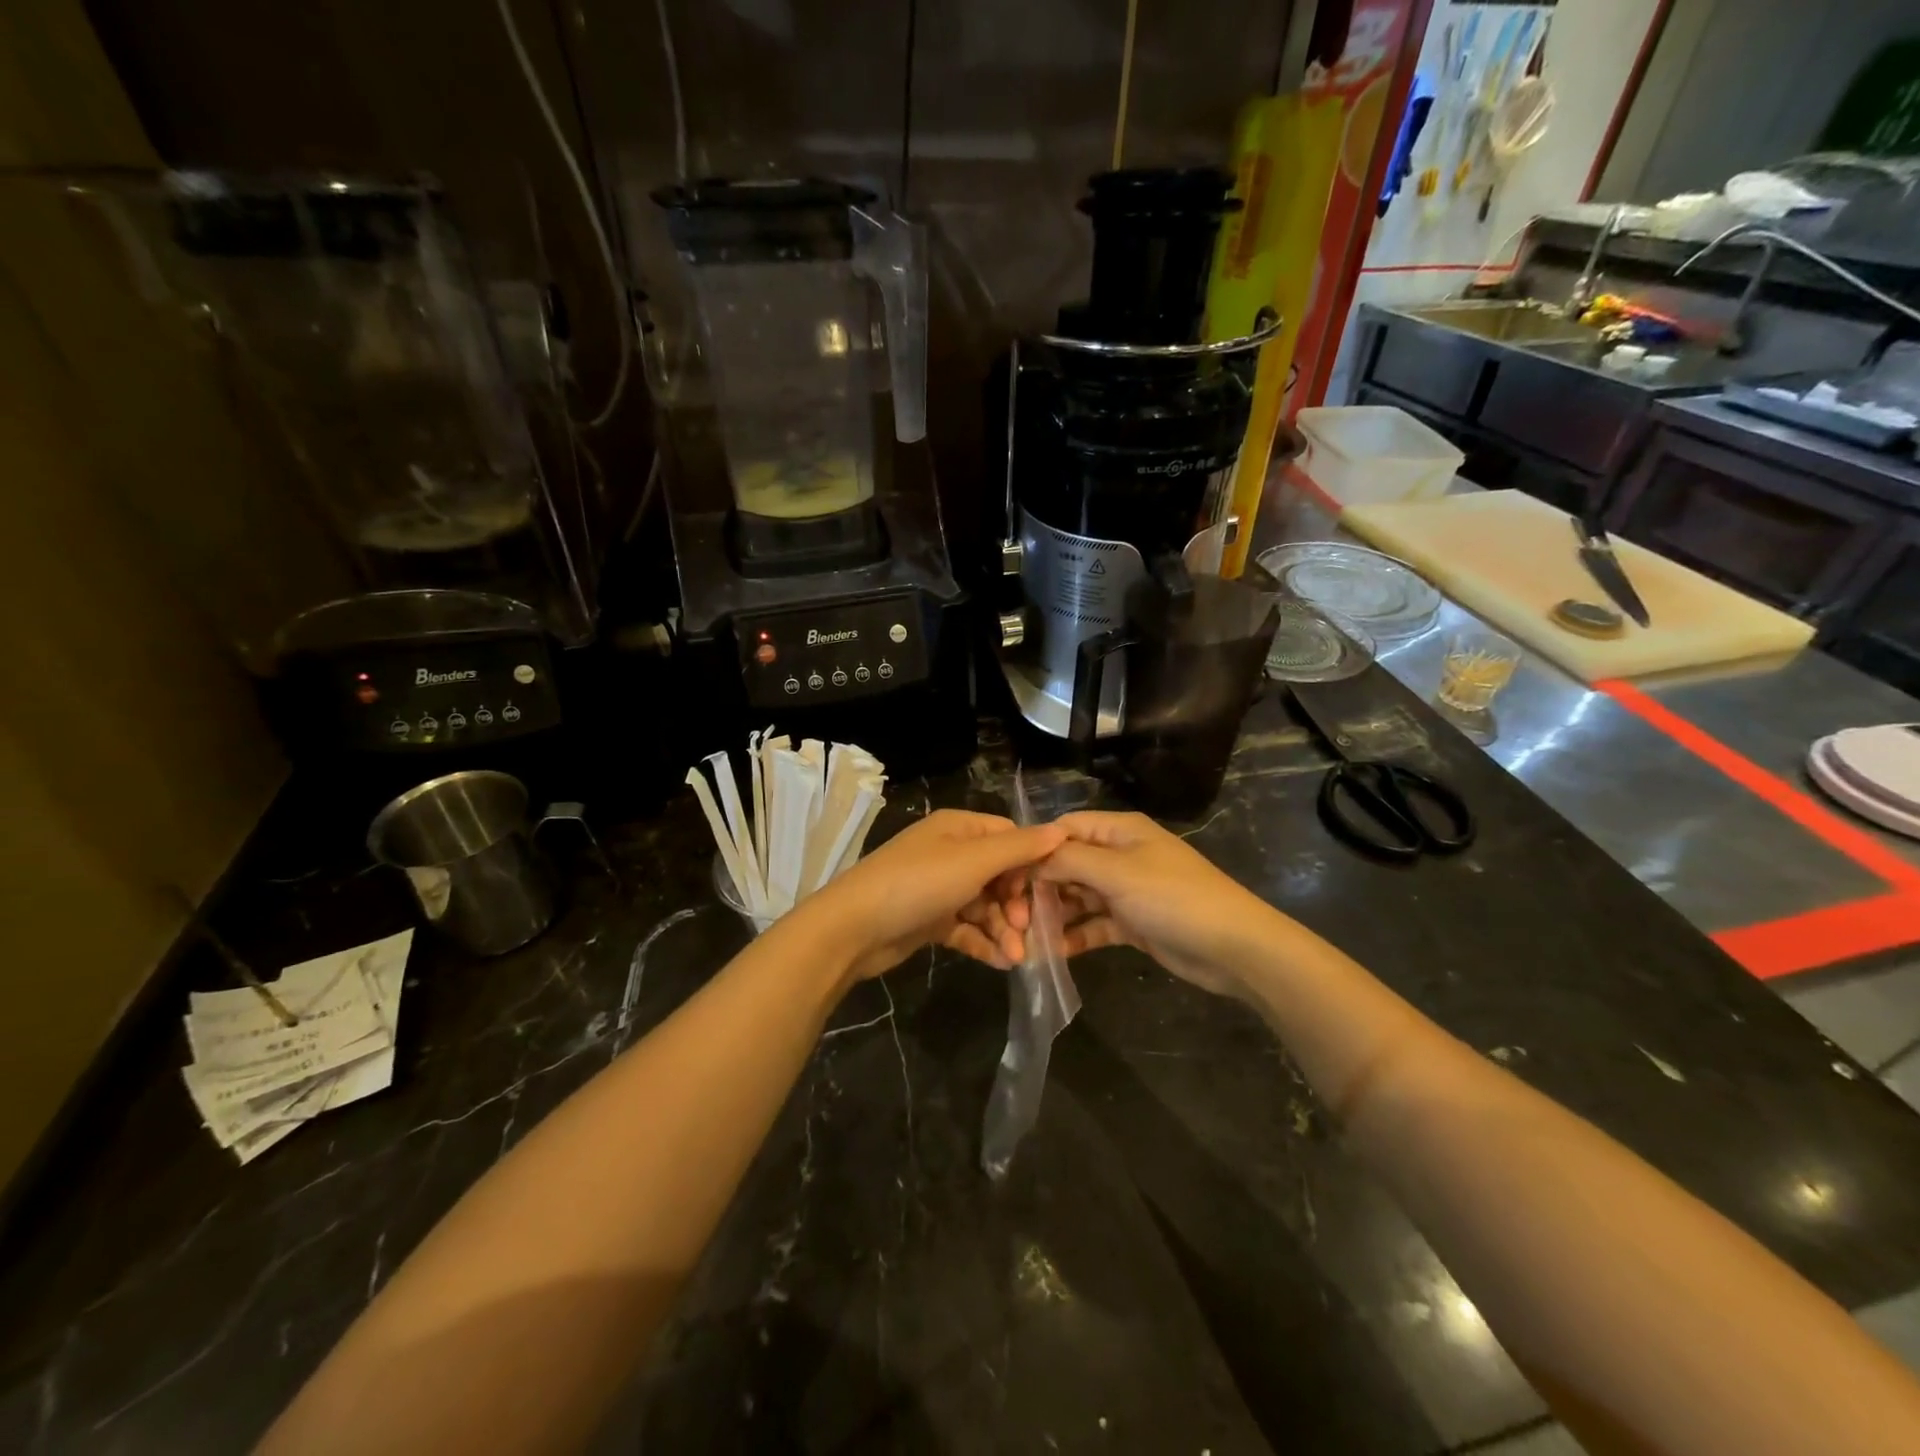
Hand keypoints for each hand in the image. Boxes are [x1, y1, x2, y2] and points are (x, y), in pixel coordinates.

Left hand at [794, 809, 1066, 983]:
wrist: (854, 928)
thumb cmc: (918, 883)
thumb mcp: (973, 861)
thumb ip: (1018, 848)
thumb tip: (1061, 831)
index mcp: (959, 828)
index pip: (1009, 838)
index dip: (1030, 864)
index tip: (1045, 892)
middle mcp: (950, 853)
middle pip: (1000, 875)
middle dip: (1017, 905)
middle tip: (1027, 932)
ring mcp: (939, 888)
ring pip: (985, 905)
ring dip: (1003, 930)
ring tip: (1017, 958)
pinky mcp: (930, 919)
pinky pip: (966, 927)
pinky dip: (983, 942)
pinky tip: (1000, 962)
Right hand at [1034, 811, 1283, 997]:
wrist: (1233, 947)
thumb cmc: (1173, 898)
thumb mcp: (1118, 872)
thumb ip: (1070, 860)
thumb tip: (1032, 859)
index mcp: (1119, 831)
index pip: (1065, 828)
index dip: (1036, 849)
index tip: (1006, 876)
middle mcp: (1120, 855)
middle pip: (1068, 863)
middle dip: (1041, 886)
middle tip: (1012, 915)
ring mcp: (1127, 890)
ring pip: (1079, 896)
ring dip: (1054, 914)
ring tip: (1025, 937)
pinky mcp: (1133, 923)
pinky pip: (1095, 925)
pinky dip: (1075, 936)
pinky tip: (1051, 953)